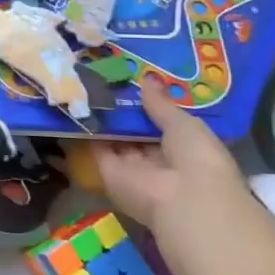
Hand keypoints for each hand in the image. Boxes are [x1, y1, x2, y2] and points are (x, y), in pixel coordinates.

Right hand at [93, 77, 249, 233]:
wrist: (181, 198)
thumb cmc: (197, 157)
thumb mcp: (184, 124)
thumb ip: (162, 104)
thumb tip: (147, 79)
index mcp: (183, 148)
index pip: (161, 123)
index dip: (148, 104)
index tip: (131, 79)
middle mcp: (156, 158)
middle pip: (135, 131)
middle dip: (123, 109)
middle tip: (103, 76)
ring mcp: (131, 167)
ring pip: (114, 138)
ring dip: (103, 117)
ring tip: (86, 83)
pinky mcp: (108, 172)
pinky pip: (96, 147)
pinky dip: (87, 129)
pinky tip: (77, 103)